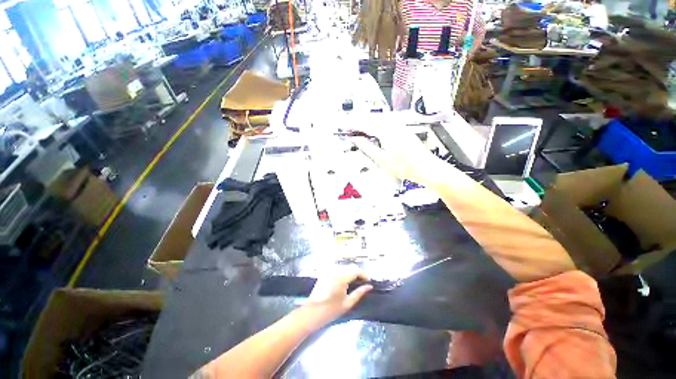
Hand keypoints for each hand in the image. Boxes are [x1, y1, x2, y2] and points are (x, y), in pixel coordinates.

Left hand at [303, 265, 372, 325]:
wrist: (312, 312)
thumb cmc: (330, 311)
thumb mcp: (347, 304)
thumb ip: (359, 293)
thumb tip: (369, 286)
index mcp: (341, 278)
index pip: (356, 270)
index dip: (364, 274)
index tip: (368, 281)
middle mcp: (335, 271)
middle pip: (351, 266)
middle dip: (358, 273)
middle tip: (363, 282)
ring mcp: (329, 270)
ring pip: (345, 266)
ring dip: (351, 271)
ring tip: (355, 281)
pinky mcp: (325, 272)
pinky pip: (338, 268)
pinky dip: (344, 272)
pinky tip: (346, 280)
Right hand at [351, 123, 438, 182]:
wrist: (425, 167)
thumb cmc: (401, 166)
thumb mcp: (380, 159)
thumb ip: (365, 147)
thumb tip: (354, 138)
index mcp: (385, 130)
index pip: (365, 124)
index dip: (353, 126)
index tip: (344, 128)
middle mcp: (392, 124)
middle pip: (371, 119)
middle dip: (359, 124)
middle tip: (350, 131)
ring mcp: (399, 125)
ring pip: (378, 120)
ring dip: (367, 125)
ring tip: (359, 133)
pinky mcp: (403, 129)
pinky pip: (386, 124)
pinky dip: (376, 127)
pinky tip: (374, 134)